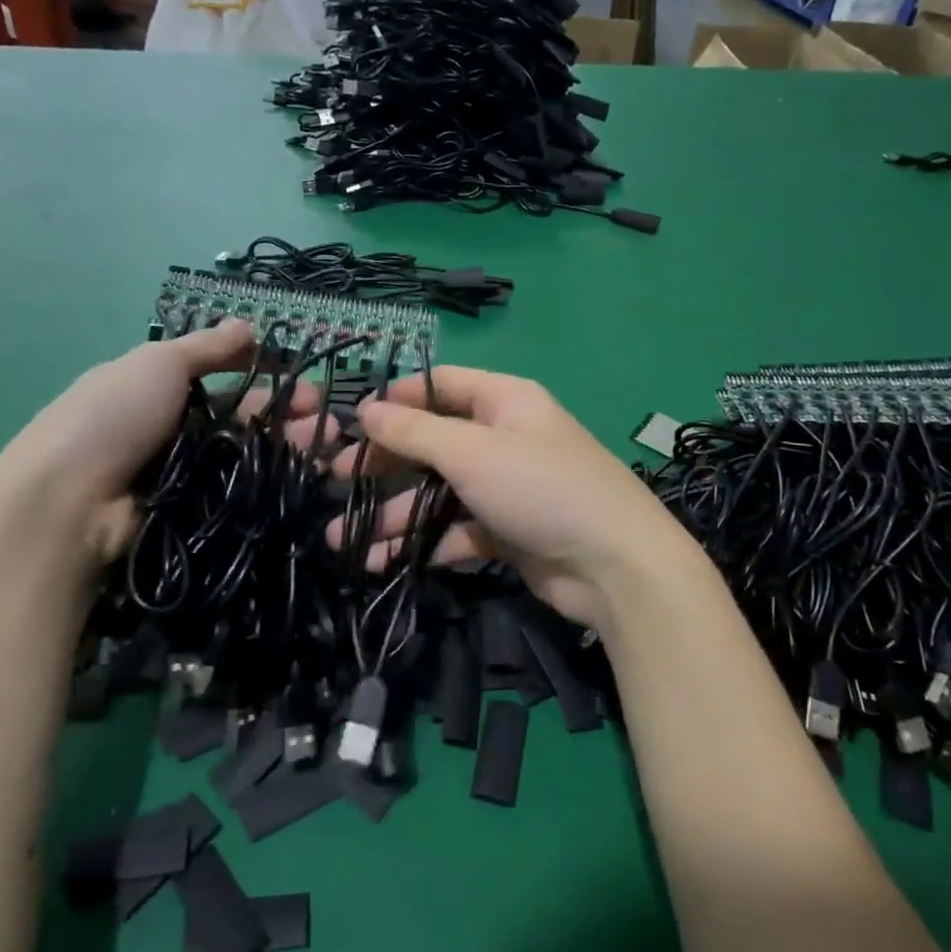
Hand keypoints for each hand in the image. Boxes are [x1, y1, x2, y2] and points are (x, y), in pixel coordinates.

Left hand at [0, 321, 322, 566]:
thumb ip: (208, 346)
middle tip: (319, 418)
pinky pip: (237, 492)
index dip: (263, 375)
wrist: (69, 502)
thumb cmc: (114, 416)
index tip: (300, 381)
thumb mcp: (159, 363)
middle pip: (240, 418)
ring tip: (319, 446)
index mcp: (158, 388)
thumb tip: (248, 324)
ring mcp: (183, 474)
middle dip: (283, 412)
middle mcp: (173, 429)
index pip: (222, 378)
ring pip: (245, 455)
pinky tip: (300, 476)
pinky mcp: (192, 513)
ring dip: (284, 445)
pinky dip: (267, 482)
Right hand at [325, 367, 701, 631]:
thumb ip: (415, 431)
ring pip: (437, 492)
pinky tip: (384, 562)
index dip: (395, 400)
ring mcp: (505, 487)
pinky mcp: (506, 532)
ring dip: (392, 515)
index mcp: (503, 401)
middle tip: (335, 482)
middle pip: (431, 442)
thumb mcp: (472, 451)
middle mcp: (503, 438)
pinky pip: (454, 530)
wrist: (615, 567)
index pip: (439, 385)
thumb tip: (366, 409)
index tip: (351, 423)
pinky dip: (422, 543)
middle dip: (384, 465)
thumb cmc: (541, 488)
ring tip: (343, 541)